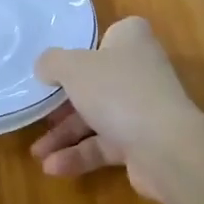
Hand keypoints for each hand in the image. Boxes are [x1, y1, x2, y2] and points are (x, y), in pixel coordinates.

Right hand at [30, 17, 203, 203]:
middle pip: (96, 81)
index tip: (60, 64)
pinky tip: (54, 168)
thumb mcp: (73, 67)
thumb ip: (52, 62)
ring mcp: (143, 108)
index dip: (85, 48)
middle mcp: (140, 70)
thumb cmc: (117, 91)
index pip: (109, 35)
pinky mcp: (142, 142)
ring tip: (37, 153)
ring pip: (97, 116)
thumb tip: (43, 67)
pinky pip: (104, 145)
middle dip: (65, 102)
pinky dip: (80, 155)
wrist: (166, 148)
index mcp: (131, 40)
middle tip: (39, 111)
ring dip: (66, 135)